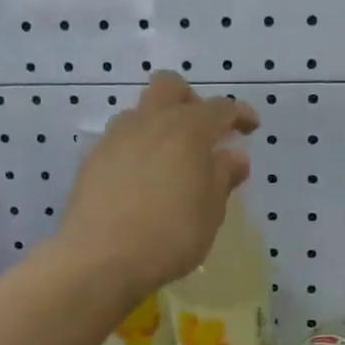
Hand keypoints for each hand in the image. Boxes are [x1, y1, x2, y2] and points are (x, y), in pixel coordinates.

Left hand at [59, 72, 259, 296]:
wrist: (100, 258)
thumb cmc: (169, 236)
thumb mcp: (210, 212)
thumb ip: (223, 177)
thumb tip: (235, 156)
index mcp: (187, 131)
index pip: (220, 108)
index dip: (239, 114)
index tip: (251, 127)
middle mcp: (150, 123)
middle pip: (170, 86)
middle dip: (191, 100)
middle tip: (203, 131)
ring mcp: (115, 138)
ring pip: (140, 111)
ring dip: (159, 123)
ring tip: (170, 157)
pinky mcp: (92, 159)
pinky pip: (120, 139)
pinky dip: (137, 148)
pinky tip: (141, 178)